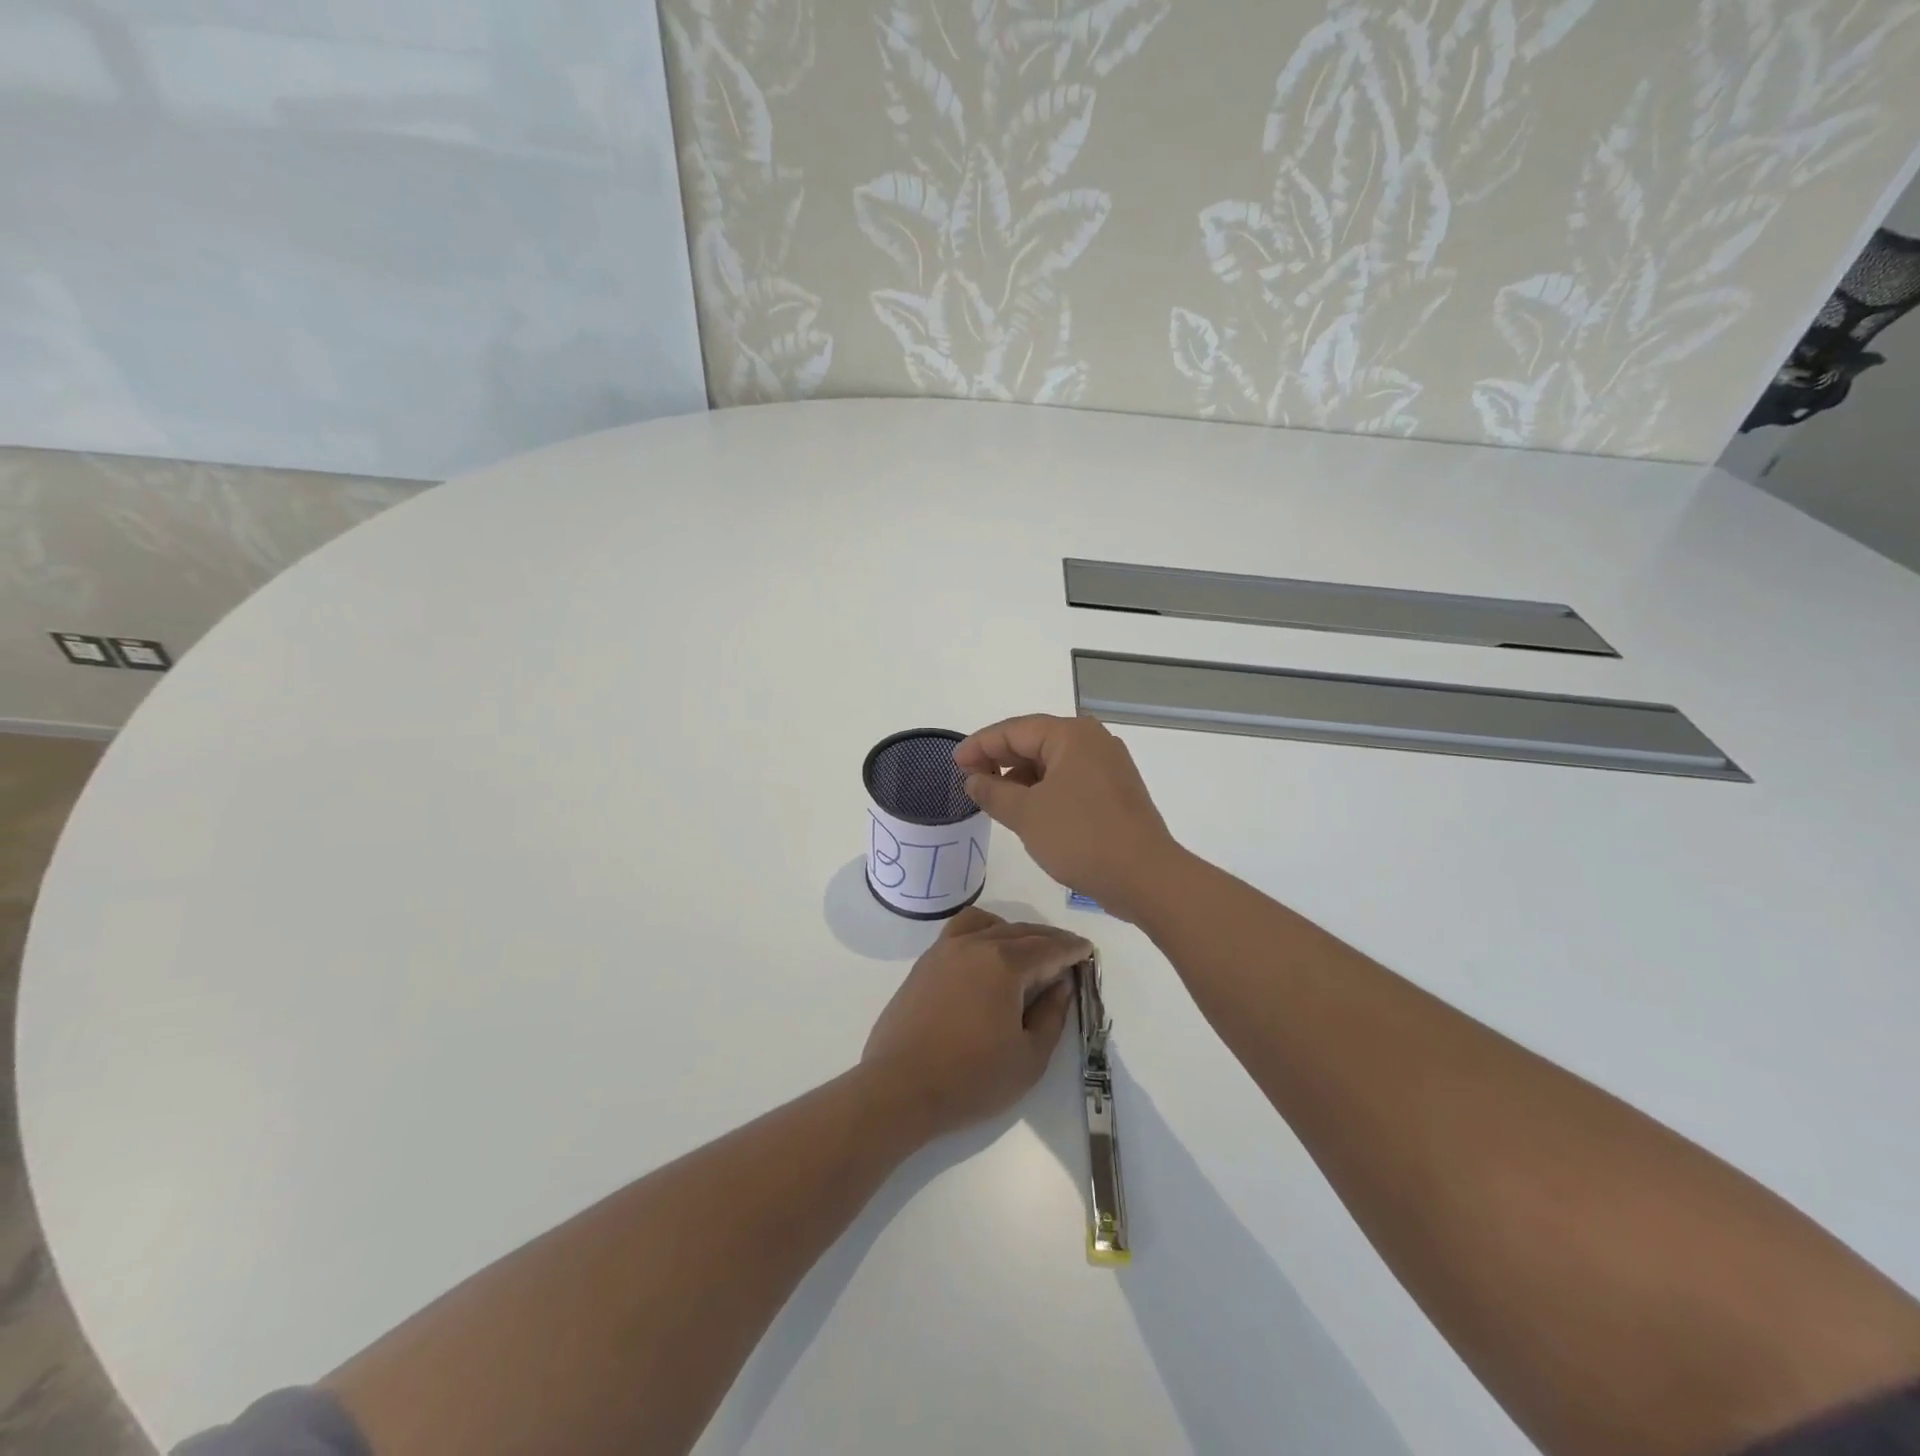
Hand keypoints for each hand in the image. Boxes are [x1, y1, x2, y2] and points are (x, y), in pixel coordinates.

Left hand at [861, 907, 1089, 1140]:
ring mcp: (944, 951)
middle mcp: (974, 945)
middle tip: (1066, 952)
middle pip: (1020, 932)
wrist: (899, 1088)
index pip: (1047, 948)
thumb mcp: (1029, 1058)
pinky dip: (982, 933)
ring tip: (1027, 950)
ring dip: (1013, 931)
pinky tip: (987, 956)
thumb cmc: (971, 1079)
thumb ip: (1052, 1016)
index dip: (1071, 949)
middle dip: (1047, 939)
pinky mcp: (924, 964)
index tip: (1087, 950)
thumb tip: (1061, 985)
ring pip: (987, 925)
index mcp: (1004, 964)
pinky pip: (960, 933)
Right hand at [955, 715, 1182, 921]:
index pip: (1014, 730)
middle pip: (1034, 742)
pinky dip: (1043, 791)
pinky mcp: (1114, 792)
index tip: (953, 764)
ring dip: (1021, 778)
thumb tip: (972, 779)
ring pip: (1052, 763)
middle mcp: (1092, 741)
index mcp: (1072, 735)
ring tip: (994, 799)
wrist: (1146, 877)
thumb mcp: (1026, 814)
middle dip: (999, 760)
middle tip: (969, 781)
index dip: (979, 745)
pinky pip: (1069, 781)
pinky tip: (1026, 811)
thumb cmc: (1081, 837)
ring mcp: (1108, 767)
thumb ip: (993, 792)